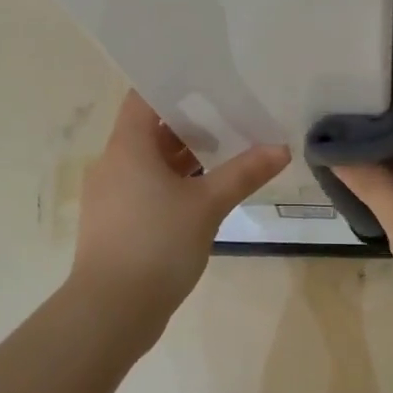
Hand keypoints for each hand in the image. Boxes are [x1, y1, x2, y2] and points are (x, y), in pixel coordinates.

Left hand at [69, 92, 289, 322]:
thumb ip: (244, 174)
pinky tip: (207, 192)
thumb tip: (281, 149)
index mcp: (127, 147)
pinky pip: (147, 188)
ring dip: (185, 156)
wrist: (111, 311)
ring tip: (228, 149)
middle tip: (232, 112)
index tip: (210, 81)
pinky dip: (175, 183)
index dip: (175, 85)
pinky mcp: (118, 222)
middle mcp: (114, 164)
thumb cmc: (156, 244)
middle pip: (151, 129)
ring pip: (151, 162)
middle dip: (191, 121)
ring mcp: (113, 195)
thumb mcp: (207, 205)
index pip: (144, 97)